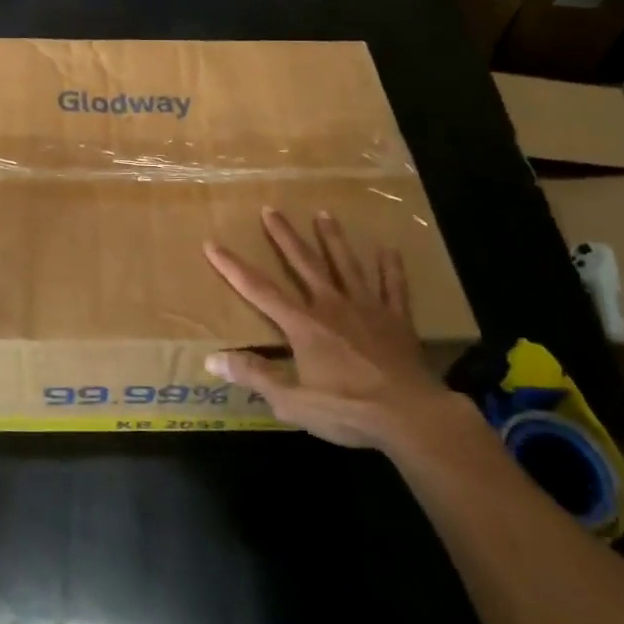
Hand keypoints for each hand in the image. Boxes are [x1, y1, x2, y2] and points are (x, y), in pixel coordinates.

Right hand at [204, 208, 457, 450]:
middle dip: (284, 236)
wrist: (411, 415)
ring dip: (333, 238)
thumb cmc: (347, 409)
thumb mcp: (292, 402)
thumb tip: (212, 359)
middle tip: (271, 209)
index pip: (260, 290)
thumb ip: (254, 376)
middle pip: (304, 263)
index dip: (233, 267)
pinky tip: (389, 250)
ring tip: (324, 213)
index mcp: (303, 325)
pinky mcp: (397, 319)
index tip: (213, 243)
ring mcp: (367, 308)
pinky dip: (390, 268)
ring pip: (346, 265)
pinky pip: (393, 287)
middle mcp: (331, 306)